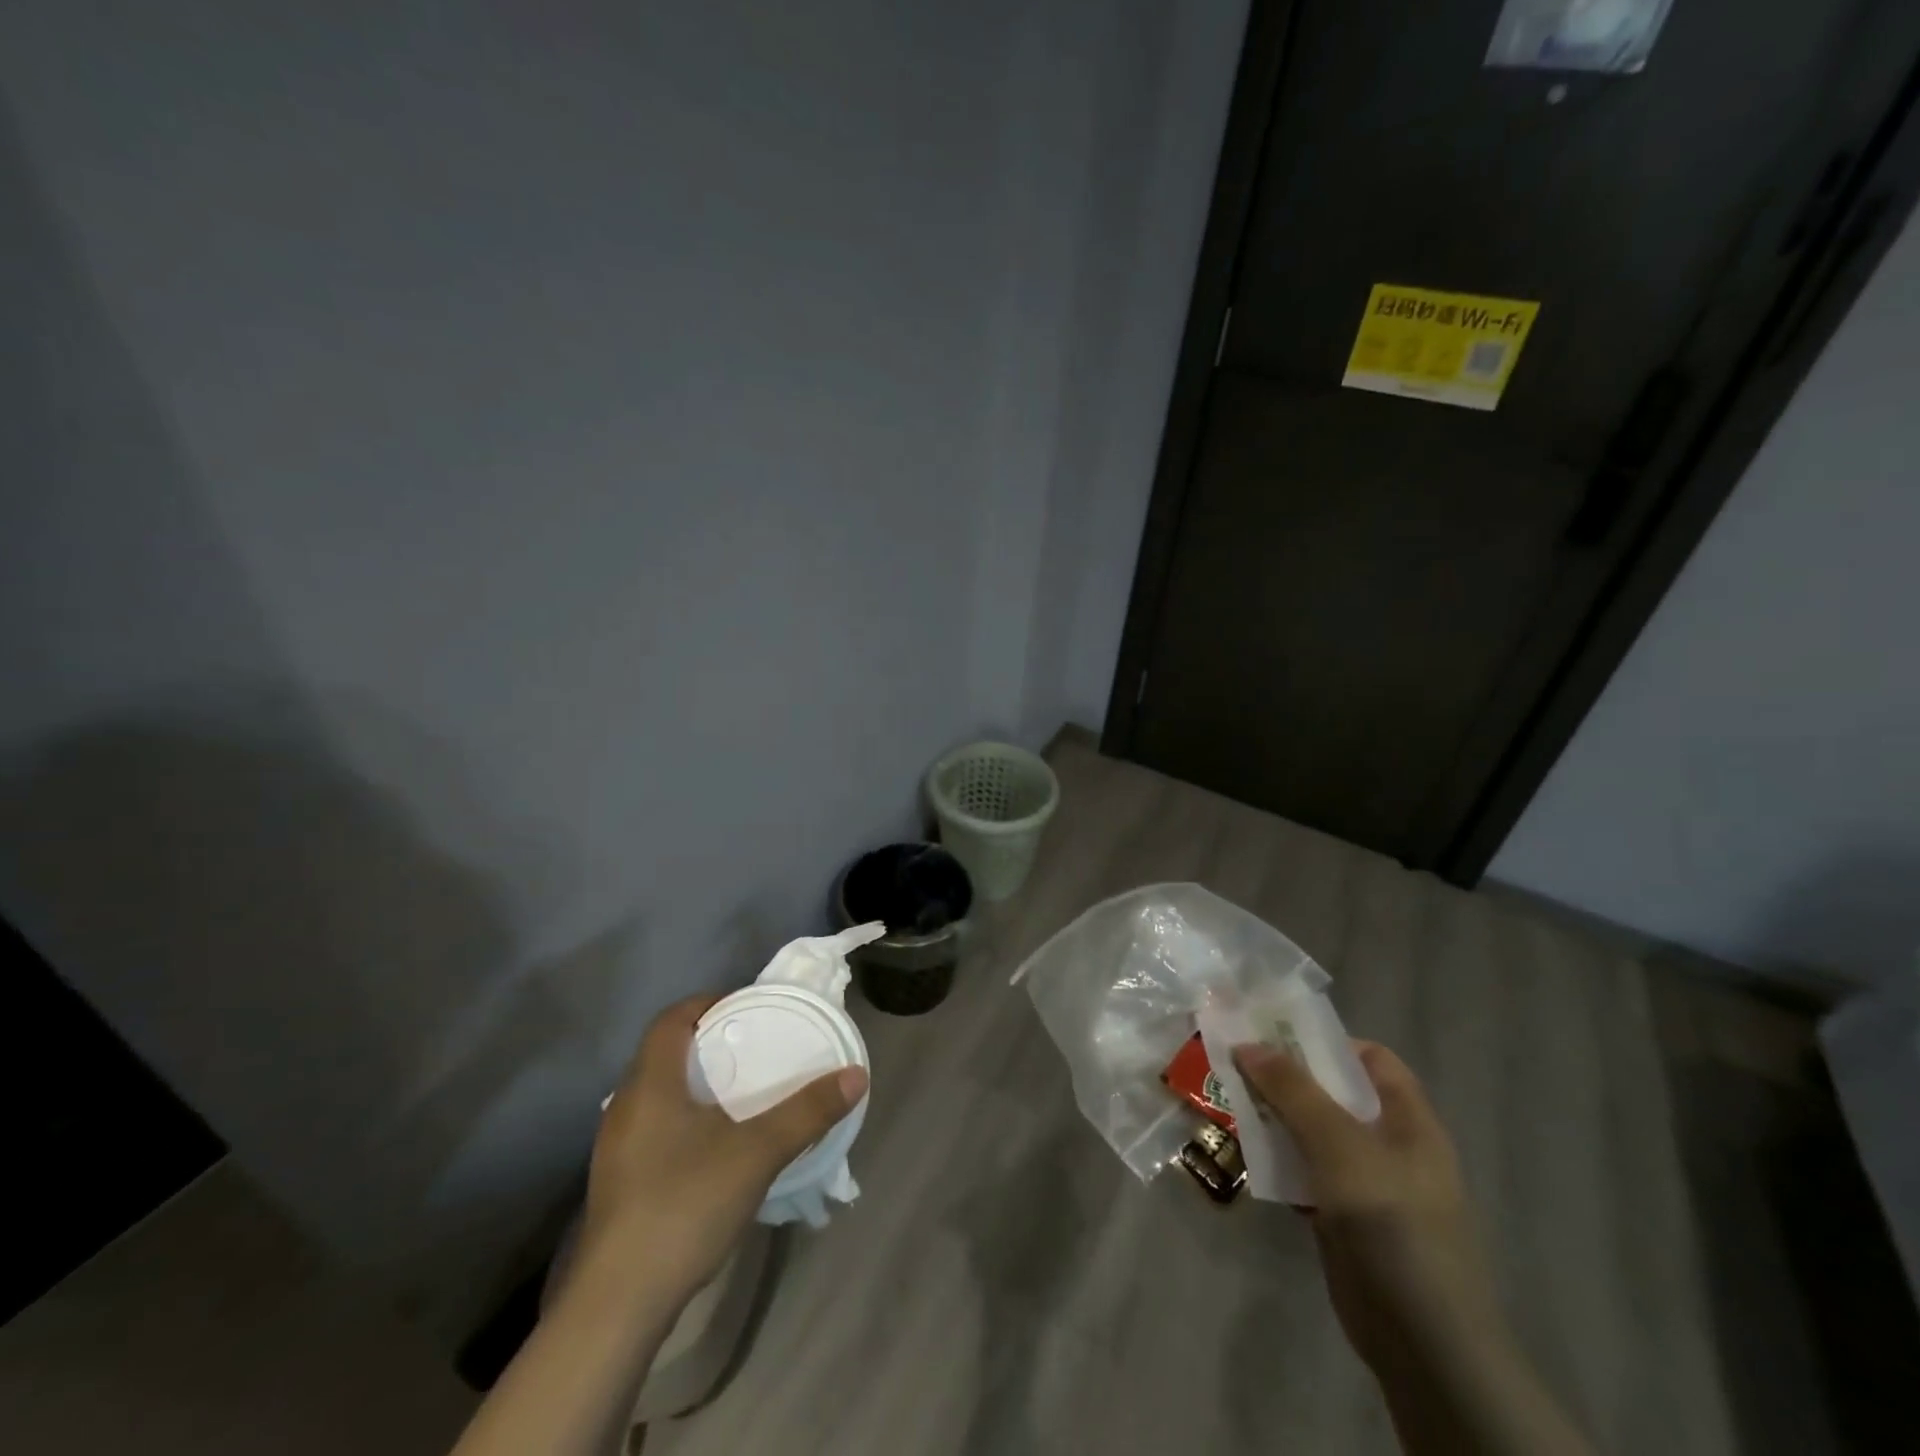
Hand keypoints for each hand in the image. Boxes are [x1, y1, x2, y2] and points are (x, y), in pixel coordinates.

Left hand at [575, 994, 867, 1305]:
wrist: (618, 1305)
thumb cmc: (684, 1204)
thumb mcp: (757, 1152)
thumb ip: (807, 1111)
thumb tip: (856, 1075)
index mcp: (651, 1083)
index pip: (670, 1019)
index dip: (706, 1003)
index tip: (745, 1006)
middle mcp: (625, 1106)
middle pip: (663, 1053)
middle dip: (706, 1042)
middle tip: (751, 1046)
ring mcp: (616, 1148)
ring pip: (657, 1093)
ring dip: (694, 1083)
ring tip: (738, 1091)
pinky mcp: (618, 1183)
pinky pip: (653, 1127)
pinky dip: (683, 1117)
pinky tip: (712, 1145)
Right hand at [1232, 1040, 1500, 1375]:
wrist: (1422, 1340)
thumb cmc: (1391, 1221)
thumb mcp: (1339, 1143)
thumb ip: (1293, 1090)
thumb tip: (1247, 1043)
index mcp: (1408, 1120)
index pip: (1371, 1059)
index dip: (1326, 1041)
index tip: (1275, 1033)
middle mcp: (1391, 1145)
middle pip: (1334, 1093)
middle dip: (1287, 1077)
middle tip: (1236, 1062)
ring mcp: (1368, 1185)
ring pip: (1314, 1133)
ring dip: (1275, 1117)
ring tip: (1229, 1100)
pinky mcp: (1344, 1219)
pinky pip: (1305, 1173)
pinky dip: (1278, 1160)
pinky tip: (1246, 1155)